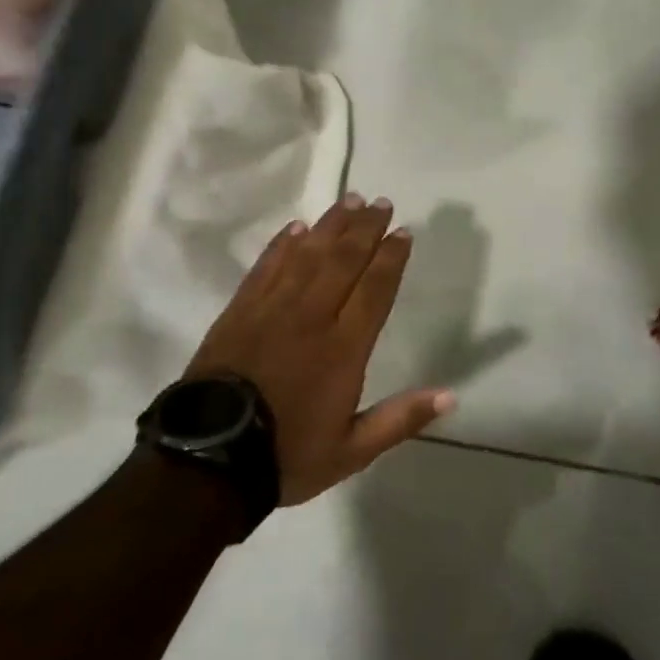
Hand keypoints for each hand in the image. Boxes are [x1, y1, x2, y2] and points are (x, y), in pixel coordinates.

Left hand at [186, 192, 455, 504]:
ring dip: (330, 225)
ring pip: (308, 254)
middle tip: (380, 203)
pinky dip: (283, 244)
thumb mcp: (352, 451)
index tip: (403, 231)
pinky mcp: (241, 309)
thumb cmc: (287, 454)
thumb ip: (400, 419)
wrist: (209, 458)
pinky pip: (267, 266)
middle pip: (344, 260)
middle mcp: (312, 316)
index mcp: (343, 348)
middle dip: (365, 229)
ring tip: (349, 201)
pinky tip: (295, 227)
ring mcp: (272, 308)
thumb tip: (450, 398)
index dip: (391, 257)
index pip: (374, 289)